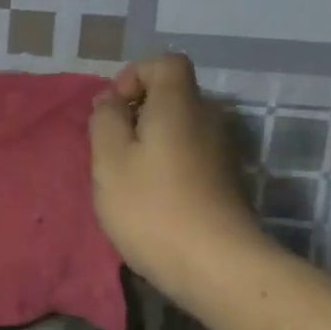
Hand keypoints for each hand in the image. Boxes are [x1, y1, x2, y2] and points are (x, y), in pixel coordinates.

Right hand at [88, 54, 271, 306]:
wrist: (216, 266)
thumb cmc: (152, 206)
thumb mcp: (109, 159)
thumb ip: (105, 120)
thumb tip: (111, 101)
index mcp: (179, 104)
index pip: (166, 63)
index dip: (135, 75)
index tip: (113, 109)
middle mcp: (207, 119)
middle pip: (172, 96)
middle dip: (137, 113)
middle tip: (111, 147)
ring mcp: (221, 152)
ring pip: (179, 128)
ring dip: (150, 142)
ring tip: (127, 177)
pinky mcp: (224, 182)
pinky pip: (189, 155)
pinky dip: (167, 164)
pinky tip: (152, 198)